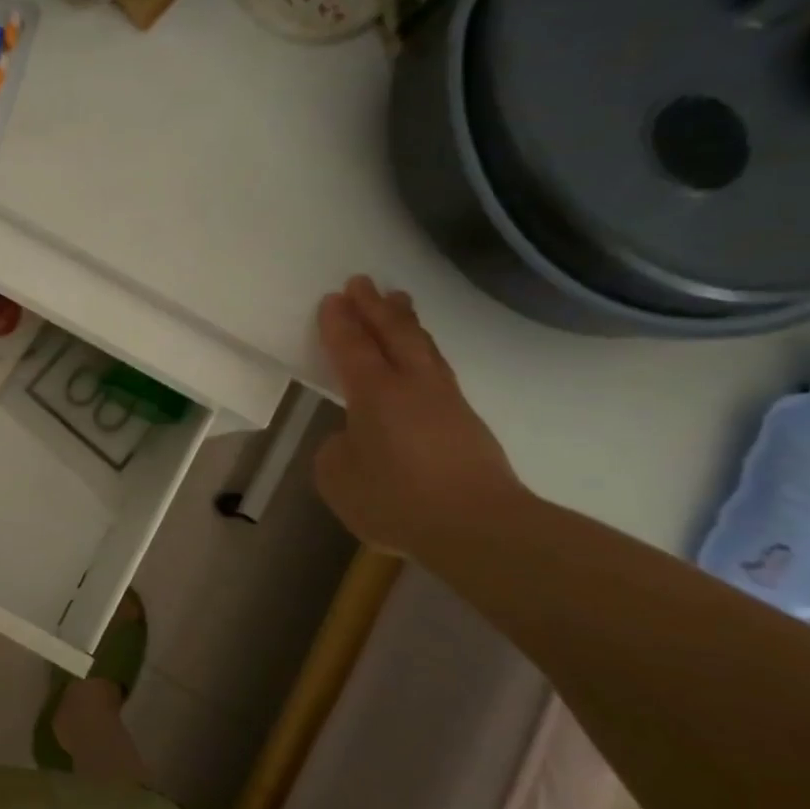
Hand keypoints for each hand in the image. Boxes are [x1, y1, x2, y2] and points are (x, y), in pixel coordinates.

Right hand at [313, 276, 525, 558]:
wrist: (477, 526)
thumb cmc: (395, 498)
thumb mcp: (337, 477)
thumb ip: (338, 449)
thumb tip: (354, 438)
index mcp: (374, 393)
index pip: (352, 347)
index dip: (339, 323)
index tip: (332, 298)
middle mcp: (411, 385)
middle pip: (394, 334)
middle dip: (375, 307)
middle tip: (363, 282)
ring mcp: (445, 400)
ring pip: (423, 347)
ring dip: (406, 322)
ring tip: (399, 301)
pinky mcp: (466, 421)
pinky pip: (438, 370)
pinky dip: (423, 352)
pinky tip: (421, 359)